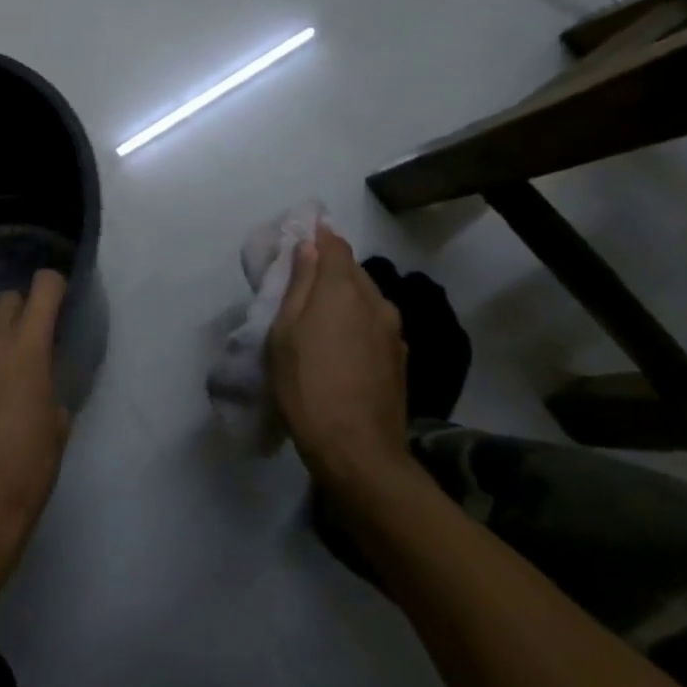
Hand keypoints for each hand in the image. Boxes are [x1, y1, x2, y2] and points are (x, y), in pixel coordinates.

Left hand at [0, 270, 70, 582]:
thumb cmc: (28, 468)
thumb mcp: (58, 425)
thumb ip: (50, 386)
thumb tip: (40, 382)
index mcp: (27, 347)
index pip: (44, 287)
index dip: (54, 288)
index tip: (59, 302)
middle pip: (5, 301)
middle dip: (20, 314)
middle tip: (26, 345)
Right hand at [266, 226, 412, 488]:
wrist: (358, 450)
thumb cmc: (307, 386)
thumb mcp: (285, 333)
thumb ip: (299, 285)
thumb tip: (308, 247)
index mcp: (342, 289)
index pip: (334, 244)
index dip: (318, 236)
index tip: (299, 237)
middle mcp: (375, 300)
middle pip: (352, 269)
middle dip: (329, 266)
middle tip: (301, 280)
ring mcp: (393, 330)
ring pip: (367, 296)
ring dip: (345, 295)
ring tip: (320, 314)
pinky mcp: (401, 356)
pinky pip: (376, 322)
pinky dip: (358, 319)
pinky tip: (343, 342)